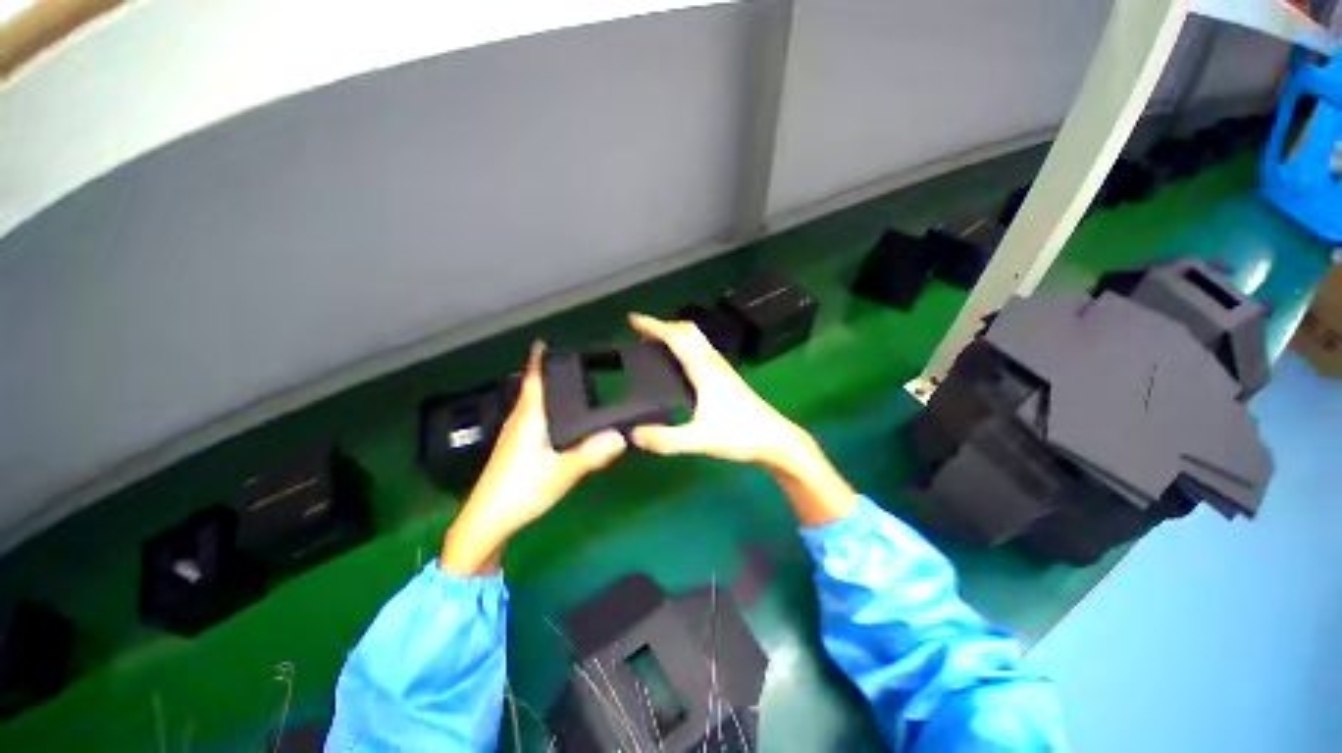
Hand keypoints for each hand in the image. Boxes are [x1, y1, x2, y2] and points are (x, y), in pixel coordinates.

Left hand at [440, 343, 625, 574]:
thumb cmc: (520, 491)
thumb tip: (621, 437)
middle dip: (545, 373)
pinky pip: (532, 419)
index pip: (532, 381)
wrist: (487, 522)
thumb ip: (590, 454)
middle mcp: (519, 422)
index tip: (542, 342)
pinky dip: (545, 409)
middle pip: (531, 390)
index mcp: (528, 419)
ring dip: (544, 391)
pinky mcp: (516, 450)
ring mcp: (515, 436)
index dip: (536, 361)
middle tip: (571, 362)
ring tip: (568, 385)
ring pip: (531, 405)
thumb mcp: (560, 473)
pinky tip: (558, 420)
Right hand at [628, 313, 855, 525]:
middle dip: (664, 326)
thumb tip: (633, 434)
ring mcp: (722, 369)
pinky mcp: (726, 378)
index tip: (633, 319)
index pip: (676, 337)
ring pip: (696, 340)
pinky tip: (679, 366)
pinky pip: (701, 351)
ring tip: (655, 345)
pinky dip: (685, 347)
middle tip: (642, 333)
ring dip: (675, 335)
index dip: (653, 325)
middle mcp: (713, 362)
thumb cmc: (740, 435)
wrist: (775, 440)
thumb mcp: (700, 439)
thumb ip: (666, 439)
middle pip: (688, 331)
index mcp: (704, 369)